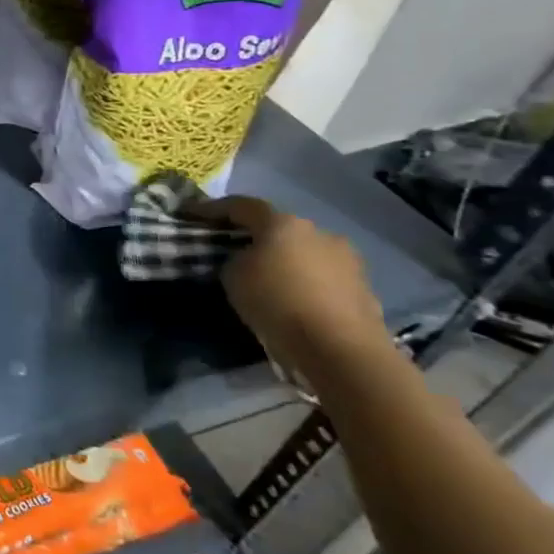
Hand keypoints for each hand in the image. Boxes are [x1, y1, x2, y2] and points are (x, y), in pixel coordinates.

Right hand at [204, 196, 389, 371]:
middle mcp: (319, 233)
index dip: (212, 208)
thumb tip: (246, 259)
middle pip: (279, 228)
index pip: (241, 205)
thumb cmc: (276, 302)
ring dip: (284, 261)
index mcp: (283, 223)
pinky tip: (293, 301)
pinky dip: (304, 283)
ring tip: (266, 279)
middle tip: (232, 249)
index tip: (190, 214)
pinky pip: (323, 278)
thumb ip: (235, 259)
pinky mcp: (363, 289)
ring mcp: (347, 260)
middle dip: (255, 237)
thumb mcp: (233, 276)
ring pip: (304, 253)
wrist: (339, 348)